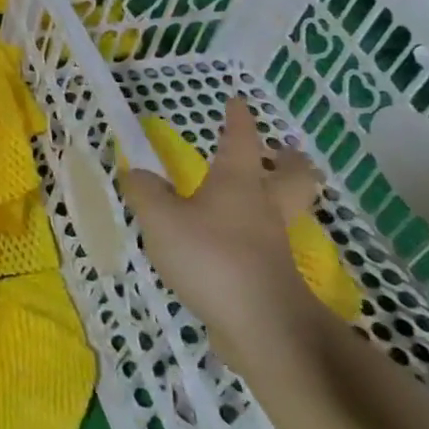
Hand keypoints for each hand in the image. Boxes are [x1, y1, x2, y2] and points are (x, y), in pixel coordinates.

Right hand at [118, 96, 329, 364]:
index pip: (240, 141)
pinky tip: (239, 243)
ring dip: (283, 198)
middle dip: (289, 161)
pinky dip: (261, 236)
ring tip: (264, 195)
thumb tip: (137, 173)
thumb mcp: (161, 219)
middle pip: (291, 178)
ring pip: (288, 212)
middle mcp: (263, 209)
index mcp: (238, 184)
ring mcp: (273, 246)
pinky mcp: (272, 278)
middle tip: (286, 151)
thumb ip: (145, 192)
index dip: (238, 120)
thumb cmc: (211, 257)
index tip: (238, 102)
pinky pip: (271, 246)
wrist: (261, 326)